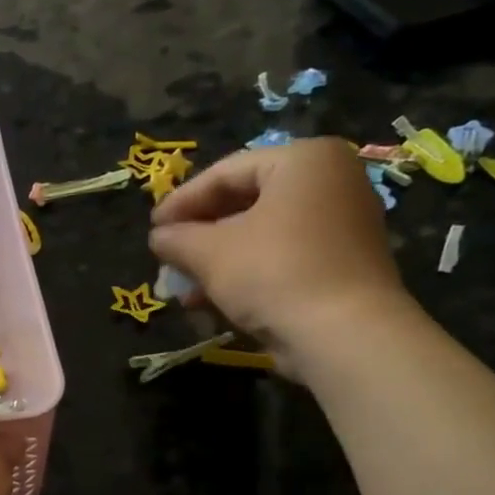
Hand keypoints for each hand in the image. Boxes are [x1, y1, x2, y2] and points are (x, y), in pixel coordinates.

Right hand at [148, 137, 413, 378]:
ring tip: (181, 287)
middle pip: (245, 202)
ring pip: (261, 234)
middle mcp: (331, 182)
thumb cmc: (273, 272)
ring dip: (215, 260)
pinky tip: (209, 300)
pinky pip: (281, 257)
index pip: (226, 172)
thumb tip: (159, 238)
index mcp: (304, 160)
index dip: (180, 201)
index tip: (152, 229)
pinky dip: (244, 273)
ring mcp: (341, 224)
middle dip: (198, 234)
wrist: (343, 334)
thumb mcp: (209, 252)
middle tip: (165, 256)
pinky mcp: (341, 264)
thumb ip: (176, 238)